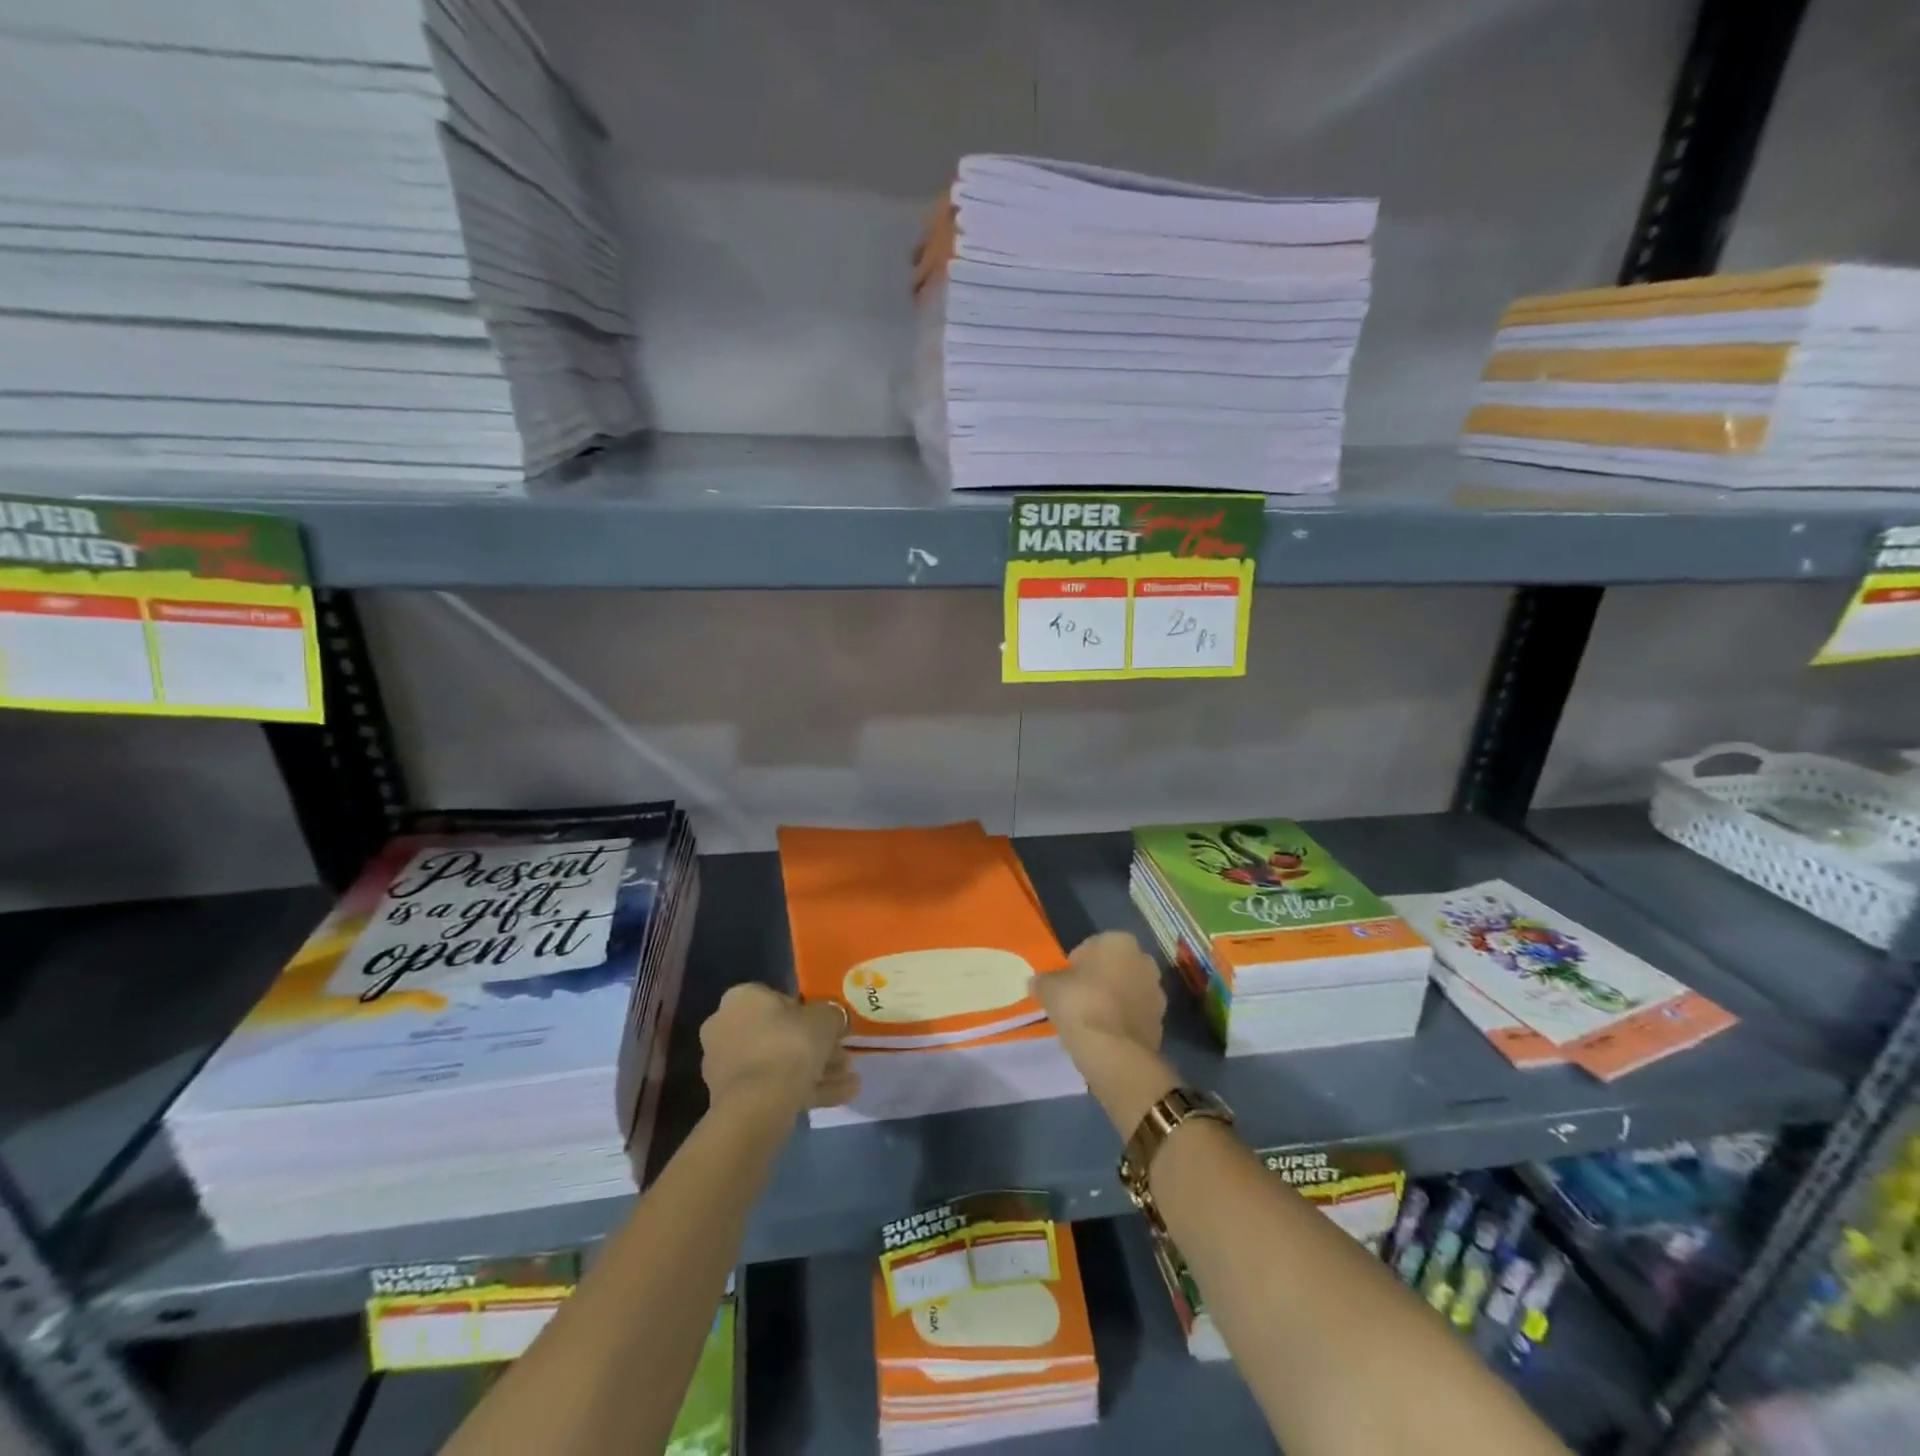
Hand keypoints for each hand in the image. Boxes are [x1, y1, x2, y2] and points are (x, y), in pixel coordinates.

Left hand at [700, 984, 858, 1112]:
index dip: (810, 1014)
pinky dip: (802, 1090)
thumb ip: (832, 1015)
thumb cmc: (790, 1045)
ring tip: (849, 1082)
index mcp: (742, 998)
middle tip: (843, 1059)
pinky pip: (772, 1086)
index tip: (831, 1030)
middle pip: (780, 1034)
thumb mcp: (825, 1019)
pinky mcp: (730, 1098)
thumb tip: (834, 1019)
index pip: (780, 1000)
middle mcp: (726, 1026)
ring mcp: (724, 1065)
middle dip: (815, 1048)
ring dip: (814, 1071)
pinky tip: (839, 1097)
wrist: (758, 1105)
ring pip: (778, 1063)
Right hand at [1031, 931, 1166, 1054]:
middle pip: (1114, 967)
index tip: (1066, 983)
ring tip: (1091, 1020)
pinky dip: (1123, 1021)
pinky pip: (1135, 1015)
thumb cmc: (1080, 1004)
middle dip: (1100, 980)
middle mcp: (1144, 960)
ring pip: (1127, 990)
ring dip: (1113, 1000)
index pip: (1092, 946)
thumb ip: (1043, 980)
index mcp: (1119, 941)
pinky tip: (1106, 1035)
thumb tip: (1036, 982)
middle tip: (1078, 999)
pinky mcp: (1161, 1022)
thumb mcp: (1049, 988)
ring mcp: (1157, 992)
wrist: (1114, 1052)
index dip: (1076, 964)